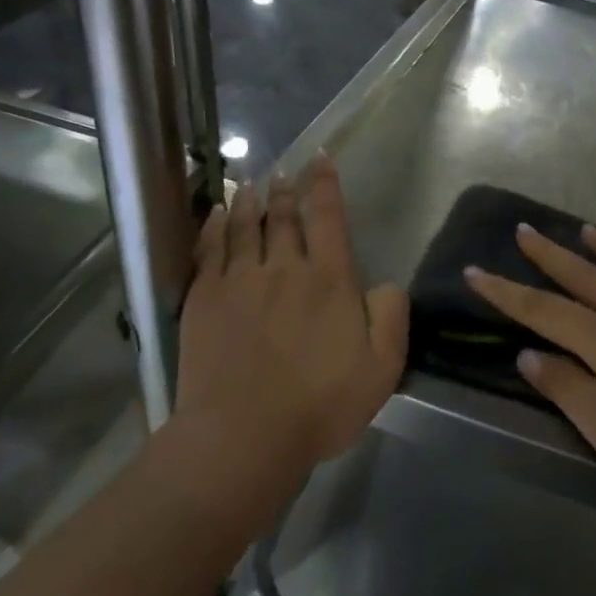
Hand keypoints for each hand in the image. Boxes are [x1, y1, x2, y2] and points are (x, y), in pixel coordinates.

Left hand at [177, 156, 407, 468]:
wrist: (242, 437)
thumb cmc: (320, 405)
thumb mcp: (381, 368)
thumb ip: (391, 317)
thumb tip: (386, 283)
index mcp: (329, 279)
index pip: (328, 217)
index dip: (325, 184)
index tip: (320, 159)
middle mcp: (284, 268)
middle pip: (284, 217)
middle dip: (287, 189)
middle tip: (283, 169)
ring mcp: (239, 281)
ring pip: (244, 226)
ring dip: (250, 200)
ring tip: (251, 183)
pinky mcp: (204, 299)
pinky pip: (209, 249)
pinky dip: (213, 226)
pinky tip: (215, 214)